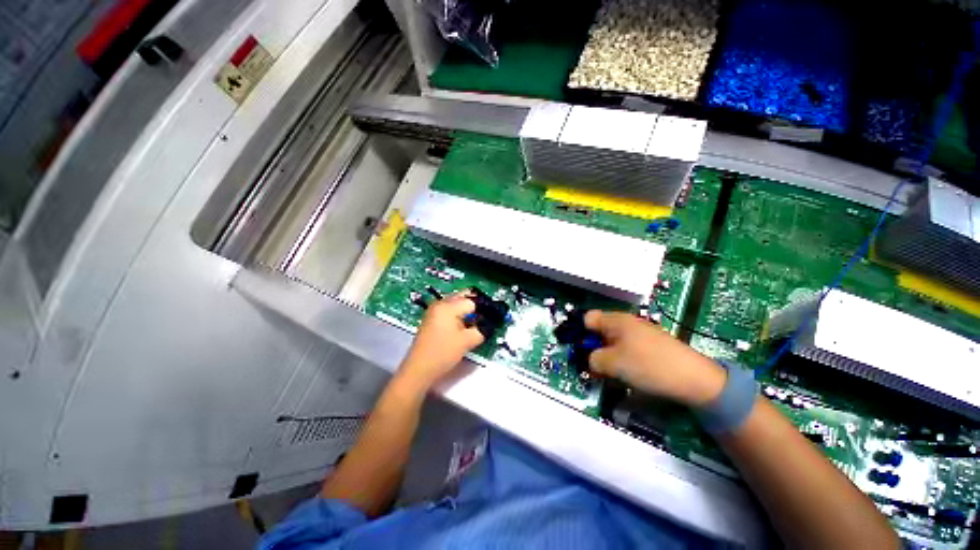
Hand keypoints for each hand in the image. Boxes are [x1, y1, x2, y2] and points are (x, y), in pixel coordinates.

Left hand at [397, 294, 484, 391]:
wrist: (419, 369)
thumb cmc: (443, 353)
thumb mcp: (467, 341)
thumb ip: (481, 330)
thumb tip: (489, 325)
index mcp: (448, 306)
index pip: (472, 301)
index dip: (483, 309)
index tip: (491, 318)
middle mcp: (440, 303)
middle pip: (463, 297)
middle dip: (475, 306)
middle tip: (485, 318)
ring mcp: (434, 310)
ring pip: (456, 304)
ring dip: (467, 311)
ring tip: (475, 324)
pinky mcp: (432, 318)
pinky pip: (449, 310)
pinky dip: (458, 315)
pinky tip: (463, 326)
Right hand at [584, 311, 726, 406]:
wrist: (694, 379)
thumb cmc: (648, 365)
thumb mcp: (613, 363)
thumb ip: (593, 359)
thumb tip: (590, 360)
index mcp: (616, 320)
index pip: (587, 318)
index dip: (580, 333)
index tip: (580, 351)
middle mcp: (626, 323)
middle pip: (599, 331)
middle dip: (593, 348)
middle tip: (594, 367)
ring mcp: (640, 334)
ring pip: (612, 343)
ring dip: (607, 357)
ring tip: (611, 374)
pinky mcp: (650, 346)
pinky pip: (626, 350)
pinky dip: (621, 361)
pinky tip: (627, 374)